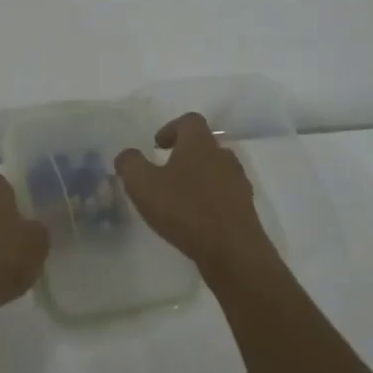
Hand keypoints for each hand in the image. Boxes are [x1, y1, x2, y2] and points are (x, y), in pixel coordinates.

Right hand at [116, 112, 273, 275]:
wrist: (234, 252)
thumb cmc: (186, 210)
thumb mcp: (144, 186)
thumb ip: (130, 165)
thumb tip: (126, 155)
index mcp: (200, 143)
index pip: (189, 121)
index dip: (172, 128)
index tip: (158, 145)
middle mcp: (223, 156)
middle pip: (205, 145)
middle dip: (185, 154)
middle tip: (166, 171)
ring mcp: (238, 182)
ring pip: (216, 170)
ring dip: (199, 178)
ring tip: (180, 198)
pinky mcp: (246, 209)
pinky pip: (225, 195)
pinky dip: (211, 200)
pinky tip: (196, 219)